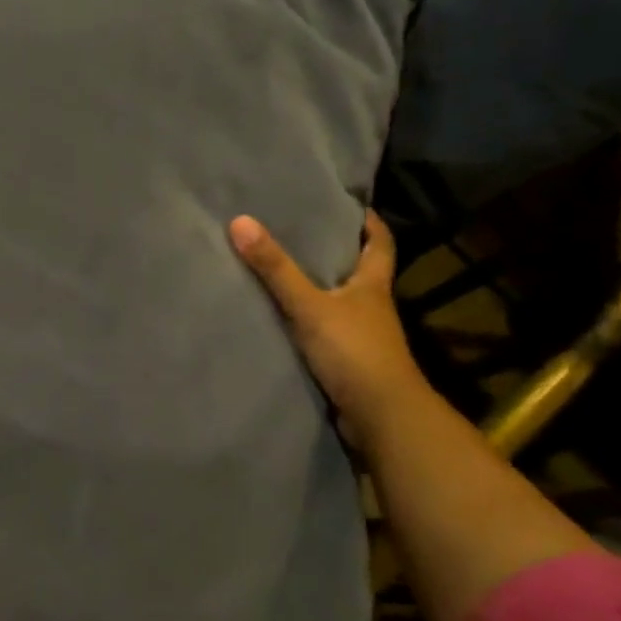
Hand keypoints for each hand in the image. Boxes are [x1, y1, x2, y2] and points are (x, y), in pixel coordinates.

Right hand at [229, 208, 428, 448]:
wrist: (380, 417)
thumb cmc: (354, 351)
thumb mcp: (310, 305)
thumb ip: (276, 268)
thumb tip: (240, 221)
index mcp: (373, 285)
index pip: (379, 242)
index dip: (368, 222)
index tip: (346, 203)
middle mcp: (371, 306)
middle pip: (357, 269)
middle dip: (335, 250)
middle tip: (300, 229)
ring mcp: (361, 335)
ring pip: (338, 301)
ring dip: (317, 287)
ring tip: (280, 267)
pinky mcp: (347, 360)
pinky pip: (323, 330)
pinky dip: (306, 320)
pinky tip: (281, 315)